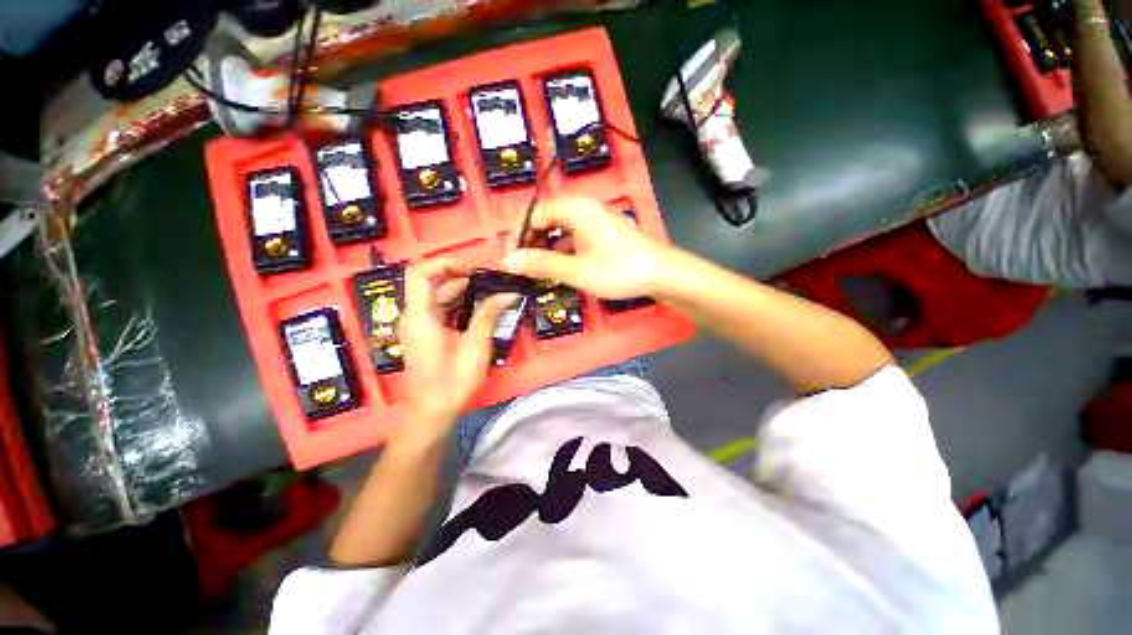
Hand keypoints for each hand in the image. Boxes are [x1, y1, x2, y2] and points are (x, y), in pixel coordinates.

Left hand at [400, 258, 516, 430]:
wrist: (433, 412)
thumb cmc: (451, 381)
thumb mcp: (475, 347)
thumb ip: (489, 315)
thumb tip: (509, 293)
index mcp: (419, 316)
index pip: (420, 273)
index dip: (445, 263)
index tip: (474, 269)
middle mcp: (414, 316)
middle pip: (432, 283)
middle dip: (462, 276)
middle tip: (491, 279)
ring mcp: (419, 325)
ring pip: (438, 296)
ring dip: (463, 290)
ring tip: (491, 290)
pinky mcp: (427, 334)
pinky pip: (441, 309)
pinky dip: (460, 304)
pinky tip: (481, 307)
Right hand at [502, 197, 673, 299]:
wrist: (662, 273)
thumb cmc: (619, 270)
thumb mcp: (576, 270)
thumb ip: (541, 264)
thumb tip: (507, 262)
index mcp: (574, 208)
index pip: (533, 215)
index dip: (519, 238)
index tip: (512, 263)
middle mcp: (583, 207)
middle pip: (545, 220)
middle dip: (532, 244)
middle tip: (525, 270)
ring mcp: (594, 219)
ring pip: (559, 230)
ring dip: (547, 250)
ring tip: (539, 273)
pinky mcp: (602, 232)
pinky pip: (574, 237)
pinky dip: (563, 252)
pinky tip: (561, 270)